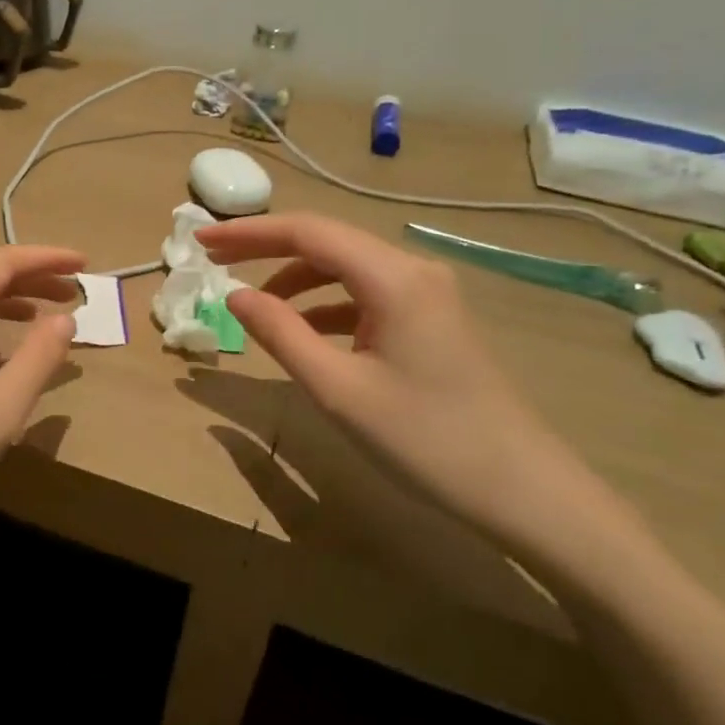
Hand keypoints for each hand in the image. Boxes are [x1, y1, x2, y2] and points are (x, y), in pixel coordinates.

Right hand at [198, 213, 645, 569]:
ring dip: (296, 279)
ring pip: (346, 268)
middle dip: (267, 248)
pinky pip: (366, 295)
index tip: (201, 241)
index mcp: (393, 277)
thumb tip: (235, 295)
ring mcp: (427, 294)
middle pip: (327, 242)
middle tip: (214, 260)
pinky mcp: (432, 320)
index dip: (249, 233)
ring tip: (255, 306)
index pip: (308, 232)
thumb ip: (280, 333)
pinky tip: (305, 332)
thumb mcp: (338, 389)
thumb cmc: (425, 439)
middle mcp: (412, 270)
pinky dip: (326, 304)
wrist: (523, 491)